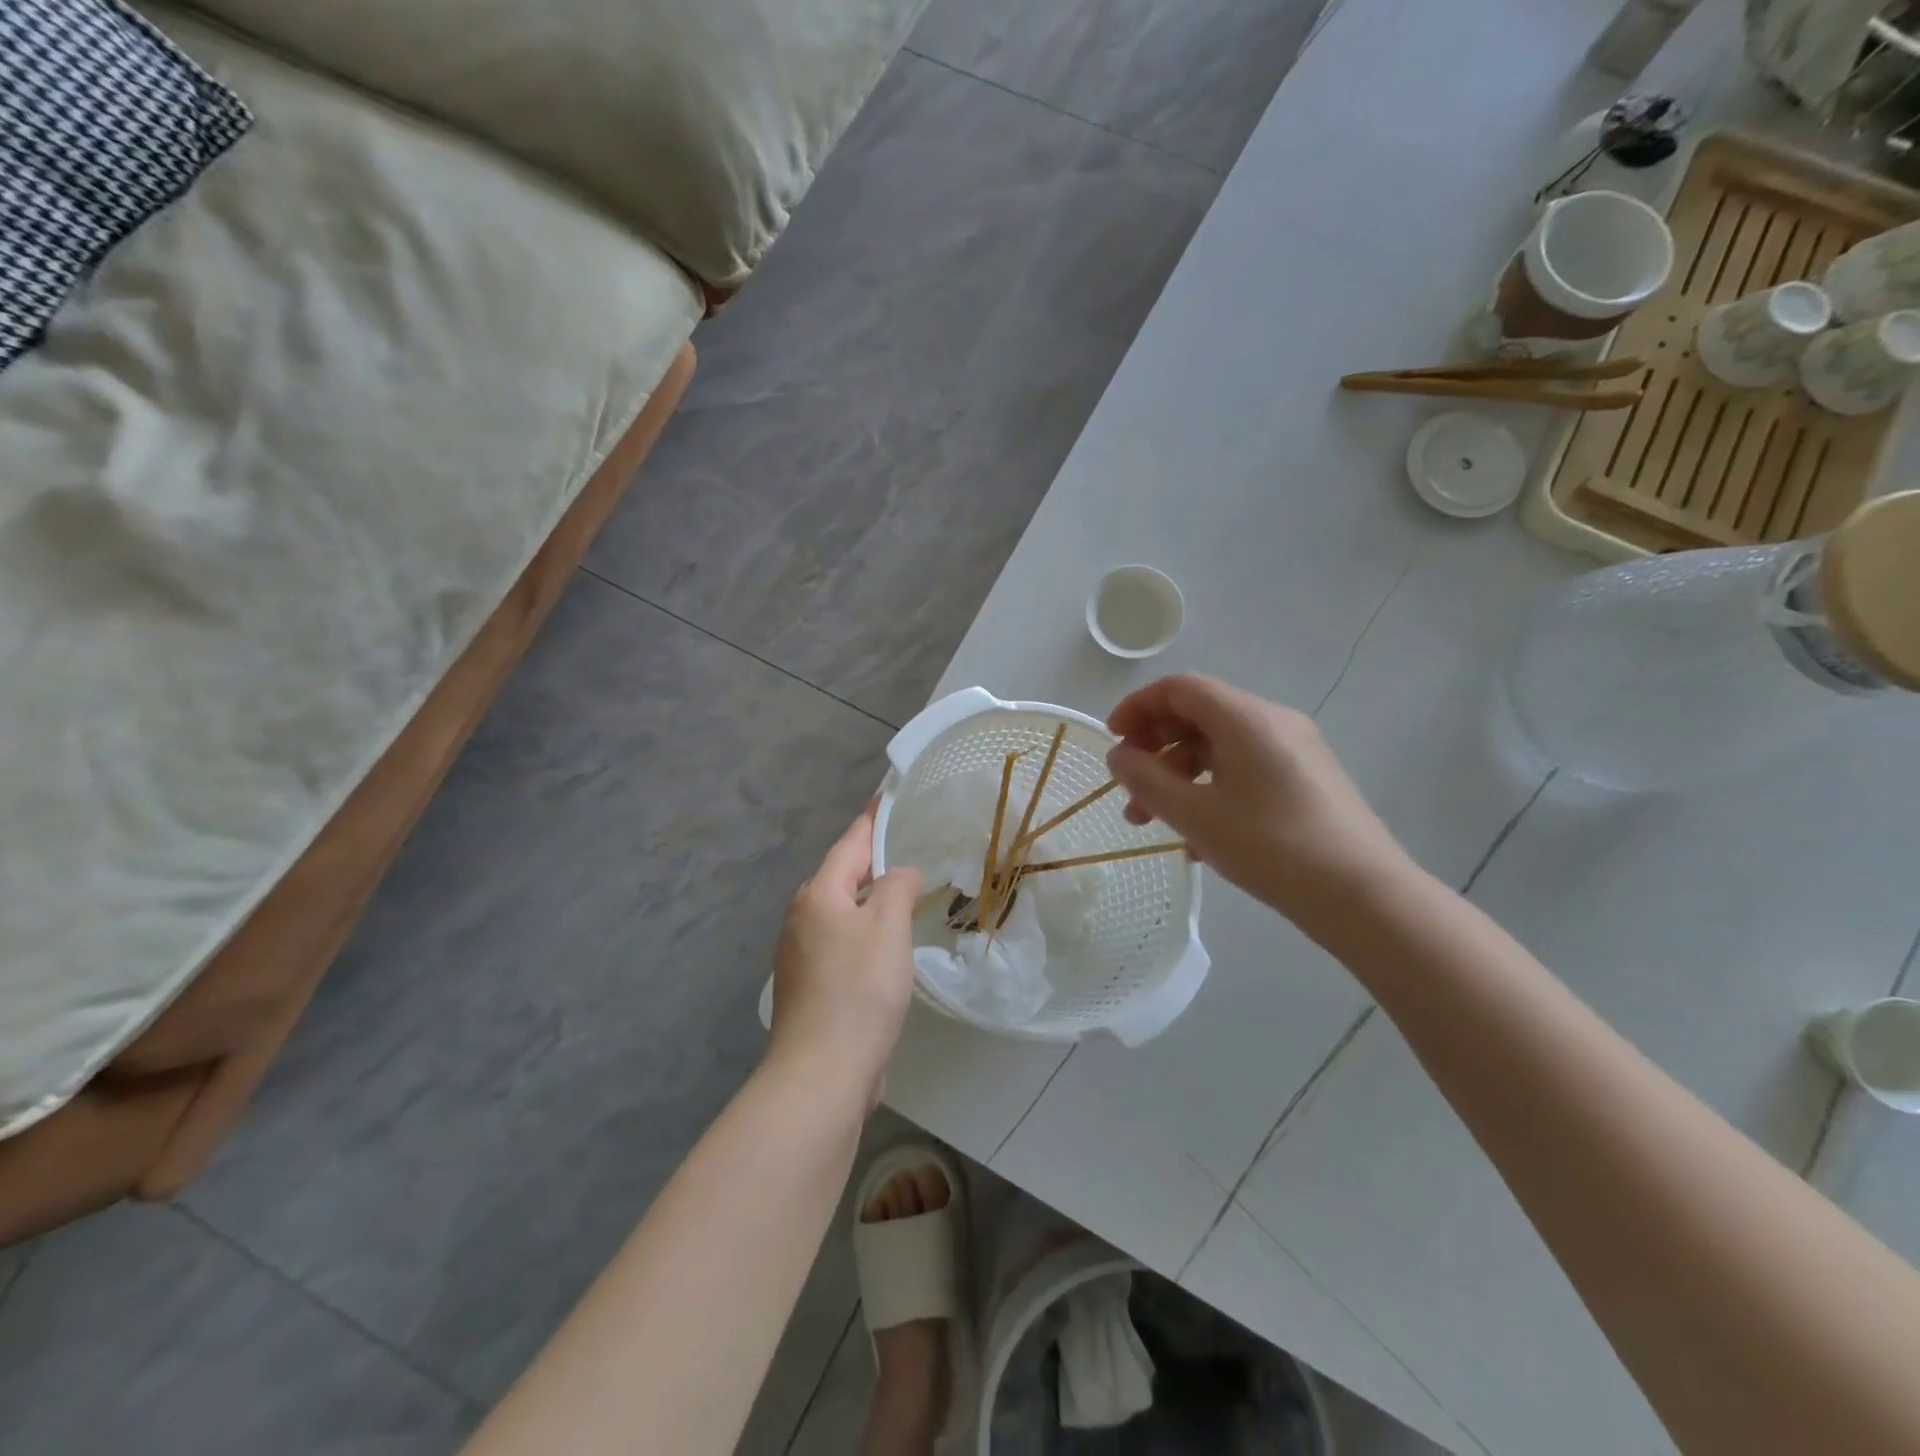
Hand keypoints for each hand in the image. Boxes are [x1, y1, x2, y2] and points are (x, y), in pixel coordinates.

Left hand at [767, 803, 922, 1099]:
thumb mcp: (888, 927)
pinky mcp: (811, 987)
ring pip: (841, 913)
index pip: (850, 844)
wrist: (822, 1072)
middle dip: (871, 860)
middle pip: (841, 877)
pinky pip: (842, 944)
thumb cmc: (858, 989)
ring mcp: (801, 956)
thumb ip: (897, 887)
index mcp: (818, 896)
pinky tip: (886, 946)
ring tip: (903, 892)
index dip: (872, 819)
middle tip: (907, 846)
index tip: (887, 796)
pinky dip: (865, 933)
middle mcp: (802, 919)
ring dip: (870, 900)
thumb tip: (900, 875)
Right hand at [1106, 674, 1417, 938]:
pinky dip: (1210, 789)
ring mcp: (1295, 751)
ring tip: (1153, 823)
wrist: (1364, 897)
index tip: (1113, 742)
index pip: (1179, 688)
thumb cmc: (1272, 848)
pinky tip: (1198, 838)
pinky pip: (1244, 770)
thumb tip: (1119, 756)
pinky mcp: (1307, 780)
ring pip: (1220, 748)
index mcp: (1246, 718)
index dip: (1138, 707)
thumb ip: (1146, 780)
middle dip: (1155, 749)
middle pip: (1198, 716)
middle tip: (1129, 790)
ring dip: (1178, 776)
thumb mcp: (1195, 815)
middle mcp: (1273, 722)